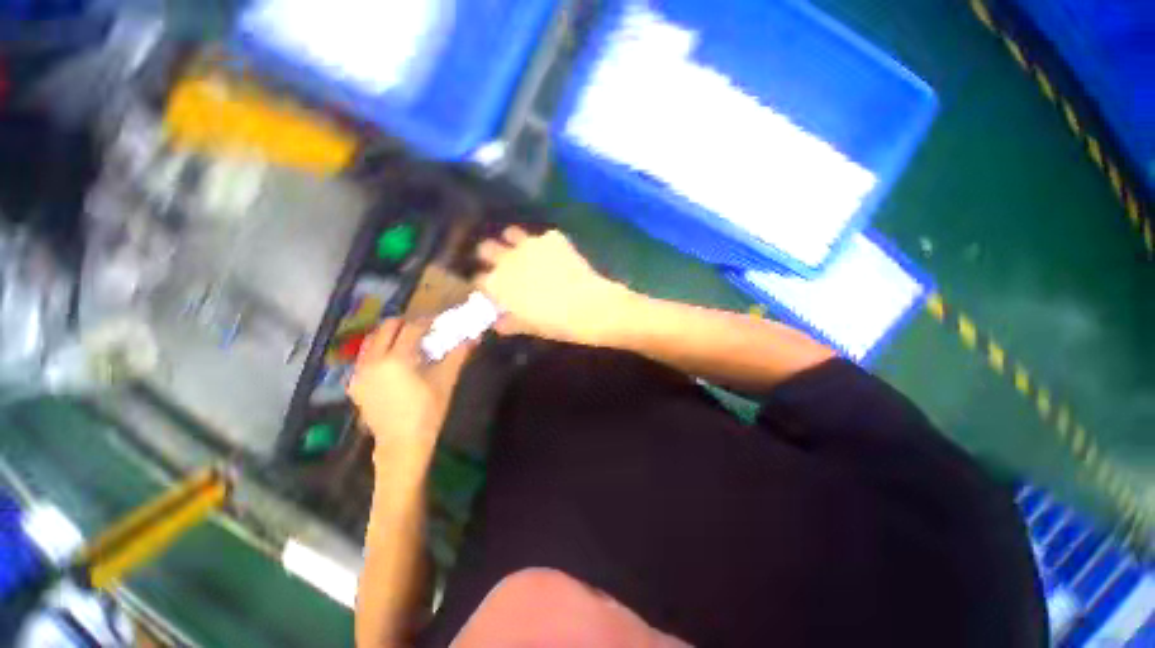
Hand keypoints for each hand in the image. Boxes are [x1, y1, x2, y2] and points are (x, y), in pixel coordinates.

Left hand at [348, 318, 473, 471]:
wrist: (402, 444)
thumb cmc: (428, 412)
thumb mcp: (445, 381)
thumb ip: (457, 354)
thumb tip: (474, 337)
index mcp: (396, 359)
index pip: (412, 328)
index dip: (427, 321)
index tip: (439, 322)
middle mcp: (373, 360)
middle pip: (387, 328)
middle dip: (406, 324)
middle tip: (423, 330)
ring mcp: (360, 372)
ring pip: (373, 340)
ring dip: (391, 335)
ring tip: (408, 343)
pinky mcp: (355, 384)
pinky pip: (366, 357)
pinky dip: (381, 351)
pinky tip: (395, 362)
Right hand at [476, 227, 634, 345]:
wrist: (587, 306)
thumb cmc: (554, 323)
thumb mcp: (528, 327)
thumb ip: (509, 322)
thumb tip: (499, 322)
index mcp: (497, 283)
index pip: (478, 280)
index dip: (484, 285)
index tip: (491, 290)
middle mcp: (507, 259)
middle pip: (486, 249)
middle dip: (490, 256)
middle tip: (502, 265)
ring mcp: (530, 245)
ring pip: (511, 233)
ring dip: (514, 242)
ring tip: (525, 252)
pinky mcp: (552, 238)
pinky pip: (544, 236)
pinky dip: (547, 244)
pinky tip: (556, 255)